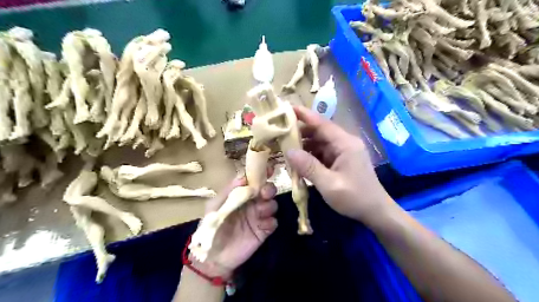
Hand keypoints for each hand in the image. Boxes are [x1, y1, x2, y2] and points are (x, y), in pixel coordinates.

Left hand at [192, 177, 276, 277]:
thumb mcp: (215, 206)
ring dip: (269, 205)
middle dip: (269, 189)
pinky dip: (271, 221)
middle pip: (267, 191)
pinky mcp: (263, 231)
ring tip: (260, 211)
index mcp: (241, 196)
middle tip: (265, 193)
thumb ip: (228, 191)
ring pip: (272, 205)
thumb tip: (243, 177)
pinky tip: (263, 224)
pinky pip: (273, 223)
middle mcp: (252, 204)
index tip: (268, 169)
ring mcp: (259, 217)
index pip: (254, 182)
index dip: (261, 174)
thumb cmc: (212, 228)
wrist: (212, 257)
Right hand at [284, 106, 394, 225]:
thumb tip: (289, 151)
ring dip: (303, 145)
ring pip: (319, 143)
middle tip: (279, 133)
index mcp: (345, 144)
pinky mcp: (340, 161)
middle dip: (300, 132)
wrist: (375, 212)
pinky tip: (298, 160)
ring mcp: (343, 152)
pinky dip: (309, 155)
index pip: (322, 123)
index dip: (304, 115)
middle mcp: (344, 143)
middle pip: (319, 132)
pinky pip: (322, 153)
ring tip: (284, 146)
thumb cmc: (355, 198)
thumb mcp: (329, 184)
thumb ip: (309, 167)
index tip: (287, 108)